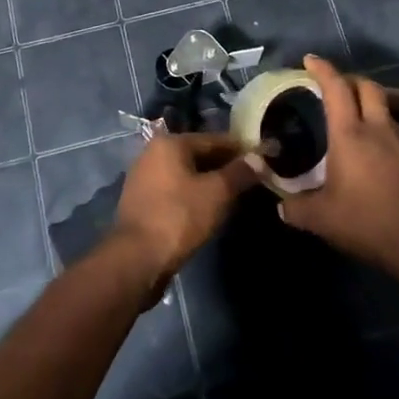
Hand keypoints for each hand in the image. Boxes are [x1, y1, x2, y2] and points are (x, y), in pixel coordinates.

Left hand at [110, 132, 257, 283]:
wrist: (136, 259)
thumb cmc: (179, 217)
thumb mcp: (217, 193)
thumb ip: (239, 173)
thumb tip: (259, 158)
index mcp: (170, 143)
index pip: (214, 139)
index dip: (240, 150)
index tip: (262, 159)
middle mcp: (153, 152)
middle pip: (198, 154)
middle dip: (224, 166)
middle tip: (250, 180)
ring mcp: (144, 177)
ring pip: (186, 173)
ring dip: (208, 182)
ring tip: (232, 196)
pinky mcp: (141, 201)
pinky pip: (174, 190)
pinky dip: (192, 195)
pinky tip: (207, 209)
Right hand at [279, 55, 398, 280]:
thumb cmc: (368, 223)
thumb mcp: (323, 220)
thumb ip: (297, 209)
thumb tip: (280, 207)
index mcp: (350, 134)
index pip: (336, 88)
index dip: (322, 69)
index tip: (310, 60)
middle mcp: (378, 129)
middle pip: (367, 86)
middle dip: (349, 79)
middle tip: (333, 87)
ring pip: (385, 107)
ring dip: (368, 103)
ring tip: (353, 118)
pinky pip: (397, 131)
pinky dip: (382, 128)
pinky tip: (375, 150)